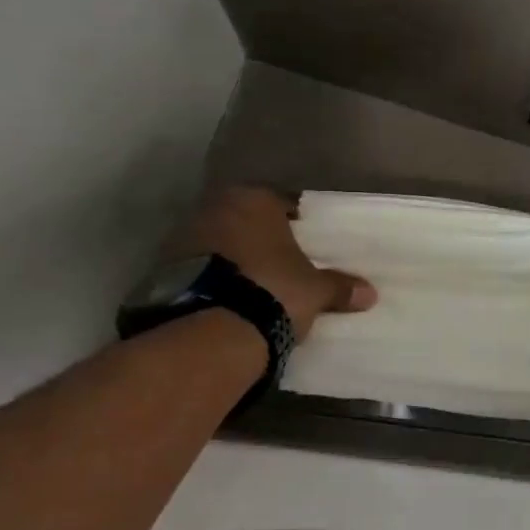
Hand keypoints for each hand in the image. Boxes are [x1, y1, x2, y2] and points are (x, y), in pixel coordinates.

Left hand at [190, 187, 377, 336]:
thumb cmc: (273, 291)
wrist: (211, 329)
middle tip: (279, 264)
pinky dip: (210, 277)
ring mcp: (182, 236)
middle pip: (244, 219)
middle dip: (259, 239)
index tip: (305, 244)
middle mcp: (214, 207)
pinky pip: (196, 266)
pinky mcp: (160, 267)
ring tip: (251, 284)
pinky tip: (225, 297)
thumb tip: (370, 294)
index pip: (282, 203)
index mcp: (254, 200)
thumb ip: (339, 287)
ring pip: (217, 241)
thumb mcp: (314, 291)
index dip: (296, 223)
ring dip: (231, 257)